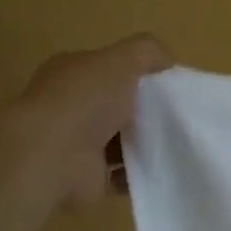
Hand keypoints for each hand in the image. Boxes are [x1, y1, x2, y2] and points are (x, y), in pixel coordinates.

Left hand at [21, 34, 171, 206]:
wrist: (52, 156)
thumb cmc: (85, 100)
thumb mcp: (122, 59)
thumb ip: (147, 52)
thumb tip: (168, 61)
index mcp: (72, 74)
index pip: (108, 69)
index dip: (138, 73)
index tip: (170, 84)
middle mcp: (70, 107)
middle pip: (116, 106)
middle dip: (145, 110)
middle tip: (179, 115)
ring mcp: (75, 145)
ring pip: (120, 142)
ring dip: (145, 144)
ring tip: (176, 143)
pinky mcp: (87, 178)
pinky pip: (121, 176)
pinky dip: (140, 174)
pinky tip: (163, 168)